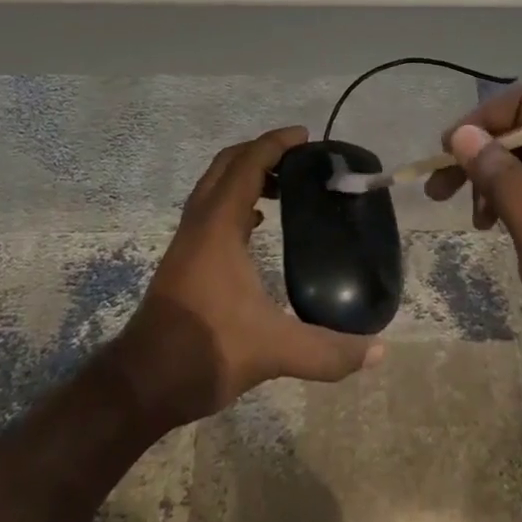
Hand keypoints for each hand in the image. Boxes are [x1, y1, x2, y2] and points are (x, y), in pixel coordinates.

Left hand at [107, 126, 384, 431]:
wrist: (141, 384)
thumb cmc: (205, 351)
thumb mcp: (273, 351)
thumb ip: (327, 351)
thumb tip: (380, 351)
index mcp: (218, 226)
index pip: (247, 163)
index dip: (276, 143)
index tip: (307, 137)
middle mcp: (200, 223)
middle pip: (227, 164)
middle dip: (262, 152)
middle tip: (301, 159)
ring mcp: (188, 240)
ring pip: (216, 186)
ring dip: (247, 174)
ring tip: (287, 187)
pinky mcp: (185, 259)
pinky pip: (212, 209)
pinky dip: (237, 201)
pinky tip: (259, 225)